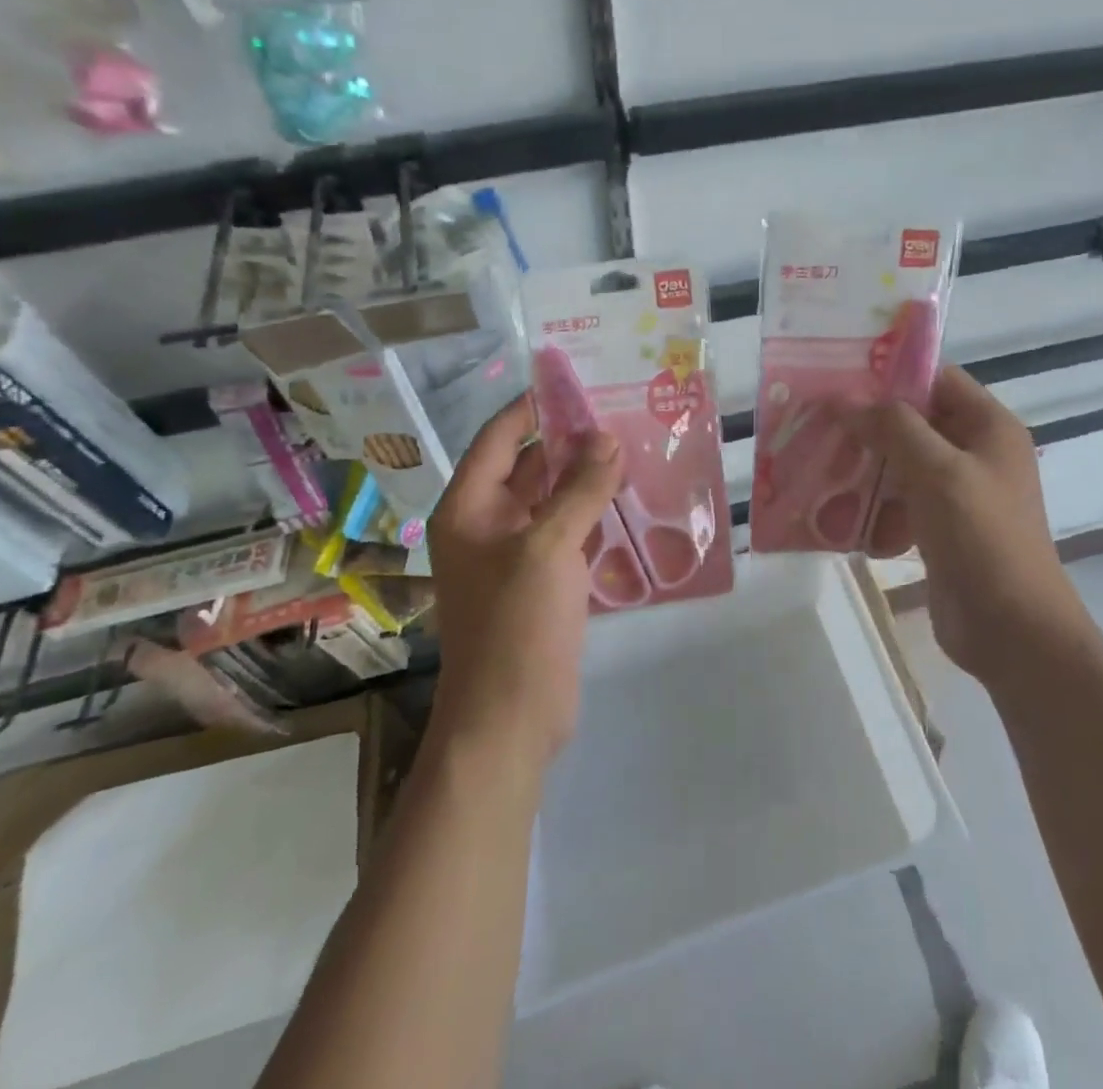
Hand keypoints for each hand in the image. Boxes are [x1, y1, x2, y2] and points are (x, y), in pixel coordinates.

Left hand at [426, 395, 622, 767]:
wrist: (510, 719)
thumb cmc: (516, 625)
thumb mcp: (549, 548)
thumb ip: (580, 489)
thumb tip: (607, 438)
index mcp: (469, 507)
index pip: (500, 438)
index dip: (534, 407)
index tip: (578, 383)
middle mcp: (487, 523)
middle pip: (528, 465)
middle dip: (570, 440)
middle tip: (620, 412)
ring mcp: (515, 554)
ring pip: (552, 499)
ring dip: (586, 477)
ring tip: (633, 447)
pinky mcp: (542, 580)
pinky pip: (567, 531)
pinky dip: (593, 513)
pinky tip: (630, 499)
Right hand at [846, 367, 1084, 684]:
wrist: (1012, 630)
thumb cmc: (982, 537)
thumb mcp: (937, 471)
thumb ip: (892, 427)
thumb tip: (844, 398)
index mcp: (989, 427)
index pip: (937, 380)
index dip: (891, 376)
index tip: (839, 379)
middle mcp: (976, 453)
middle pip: (915, 422)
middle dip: (868, 425)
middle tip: (817, 423)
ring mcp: (960, 493)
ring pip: (903, 464)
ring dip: (865, 467)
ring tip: (819, 467)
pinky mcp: (942, 529)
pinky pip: (902, 503)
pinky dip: (875, 507)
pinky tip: (841, 517)